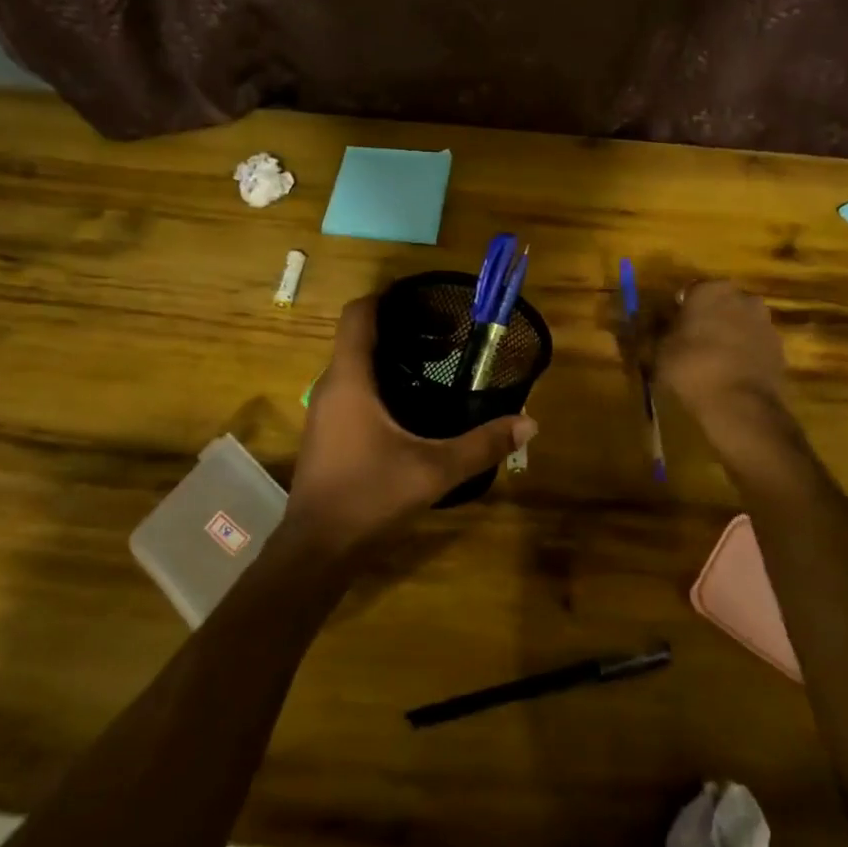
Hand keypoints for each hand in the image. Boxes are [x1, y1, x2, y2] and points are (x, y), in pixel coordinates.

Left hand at [283, 296, 536, 559]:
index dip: (388, 297)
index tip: (425, 300)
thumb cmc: (370, 496)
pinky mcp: (328, 433)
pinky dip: (382, 383)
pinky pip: (354, 390)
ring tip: (436, 365)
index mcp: (350, 380)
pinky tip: (413, 405)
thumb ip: (482, 444)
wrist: (318, 548)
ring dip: (392, 357)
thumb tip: (529, 423)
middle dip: (402, 328)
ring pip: (357, 366)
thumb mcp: (434, 470)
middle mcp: (332, 386)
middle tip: (447, 335)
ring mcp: (325, 411)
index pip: (358, 315)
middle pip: (361, 337)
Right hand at [651, 280, 786, 426]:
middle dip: (709, 317)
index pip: (691, 291)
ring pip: (740, 322)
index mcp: (710, 290)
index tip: (673, 327)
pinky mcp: (780, 347)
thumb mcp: (660, 350)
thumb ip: (663, 331)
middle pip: (721, 303)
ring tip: (714, 359)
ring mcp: (765, 322)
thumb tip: (664, 325)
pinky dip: (745, 352)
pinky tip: (732, 372)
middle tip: (693, 341)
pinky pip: (754, 343)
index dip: (681, 309)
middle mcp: (742, 297)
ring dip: (730, 334)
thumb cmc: (691, 368)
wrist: (740, 404)